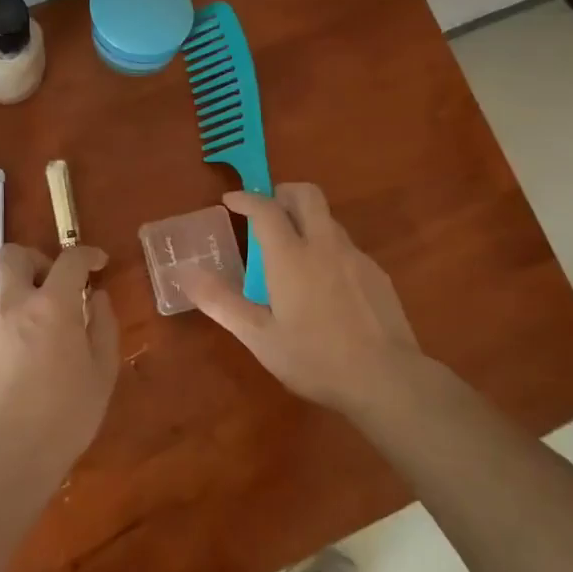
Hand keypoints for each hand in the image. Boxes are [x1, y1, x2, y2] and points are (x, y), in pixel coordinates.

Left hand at [0, 244, 120, 461]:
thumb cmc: (69, 411)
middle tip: (57, 284)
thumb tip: (96, 298)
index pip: (69, 259)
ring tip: (45, 326)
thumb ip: (103, 325)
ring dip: (24, 293)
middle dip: (37, 259)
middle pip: (12, 255)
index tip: (98, 264)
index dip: (87, 254)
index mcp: (52, 305)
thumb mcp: (103, 369)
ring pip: (2, 289)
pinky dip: (14, 322)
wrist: (13, 450)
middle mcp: (15, 305)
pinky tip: (29, 355)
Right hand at [184, 183, 422, 419]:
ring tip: (289, 254)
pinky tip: (322, 285)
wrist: (386, 379)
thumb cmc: (314, 359)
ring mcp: (356, 257)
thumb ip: (221, 302)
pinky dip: (326, 248)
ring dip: (305, 221)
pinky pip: (345, 247)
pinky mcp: (377, 274)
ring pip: (328, 220)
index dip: (246, 198)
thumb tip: (186, 274)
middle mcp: (325, 245)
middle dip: (282, 192)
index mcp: (291, 257)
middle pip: (307, 195)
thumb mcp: (259, 337)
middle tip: (265, 212)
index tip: (230, 201)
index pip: (266, 209)